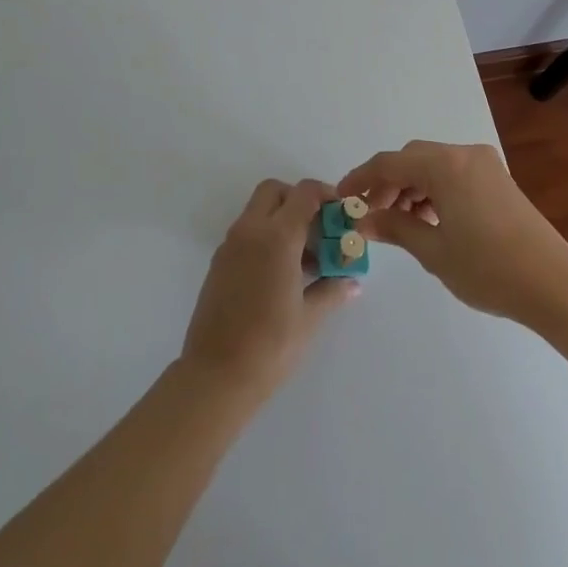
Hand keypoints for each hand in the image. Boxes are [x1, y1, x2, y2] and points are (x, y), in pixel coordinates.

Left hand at [180, 178, 358, 400]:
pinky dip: (265, 237)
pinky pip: (246, 233)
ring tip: (304, 259)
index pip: (304, 193)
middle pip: (274, 191)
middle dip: (298, 200)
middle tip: (318, 229)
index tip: (340, 212)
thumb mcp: (310, 318)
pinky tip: (281, 274)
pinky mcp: (219, 263)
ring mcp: (230, 245)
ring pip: (257, 211)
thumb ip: (332, 291)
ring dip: (281, 219)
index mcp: (276, 237)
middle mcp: (250, 231)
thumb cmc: (270, 346)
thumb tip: (352, 282)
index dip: (326, 194)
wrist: (215, 376)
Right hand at [338, 141, 567, 326]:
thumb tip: (363, 220)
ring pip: (433, 165)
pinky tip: (429, 219)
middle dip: (387, 183)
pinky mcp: (497, 179)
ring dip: (411, 187)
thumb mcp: (433, 250)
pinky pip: (454, 174)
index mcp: (446, 165)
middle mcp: (464, 154)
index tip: (342, 199)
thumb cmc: (488, 268)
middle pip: (412, 159)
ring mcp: (485, 164)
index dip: (361, 179)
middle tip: (371, 215)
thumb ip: (395, 227)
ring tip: (398, 222)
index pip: (390, 163)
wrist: (553, 284)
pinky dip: (434, 190)